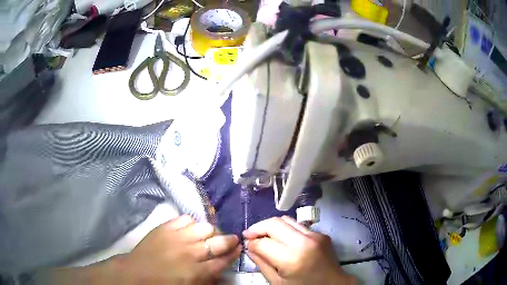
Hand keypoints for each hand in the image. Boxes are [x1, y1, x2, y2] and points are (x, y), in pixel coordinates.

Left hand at [117, 215, 240, 283]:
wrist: (136, 274)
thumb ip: (209, 279)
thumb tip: (223, 271)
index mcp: (197, 272)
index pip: (223, 260)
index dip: (234, 253)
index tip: (239, 248)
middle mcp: (190, 253)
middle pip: (218, 242)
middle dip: (229, 240)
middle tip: (232, 239)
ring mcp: (176, 238)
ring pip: (204, 227)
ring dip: (211, 231)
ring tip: (209, 235)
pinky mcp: (164, 227)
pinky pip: (184, 218)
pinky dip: (191, 223)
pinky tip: (190, 228)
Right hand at [243, 216, 355, 284]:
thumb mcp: (278, 283)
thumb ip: (262, 264)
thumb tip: (249, 247)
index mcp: (292, 259)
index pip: (263, 243)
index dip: (251, 243)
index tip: (246, 245)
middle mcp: (305, 242)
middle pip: (274, 224)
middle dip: (258, 228)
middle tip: (249, 235)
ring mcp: (315, 235)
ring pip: (286, 220)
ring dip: (271, 226)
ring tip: (263, 234)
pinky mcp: (321, 233)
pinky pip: (298, 225)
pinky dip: (285, 229)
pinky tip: (281, 239)